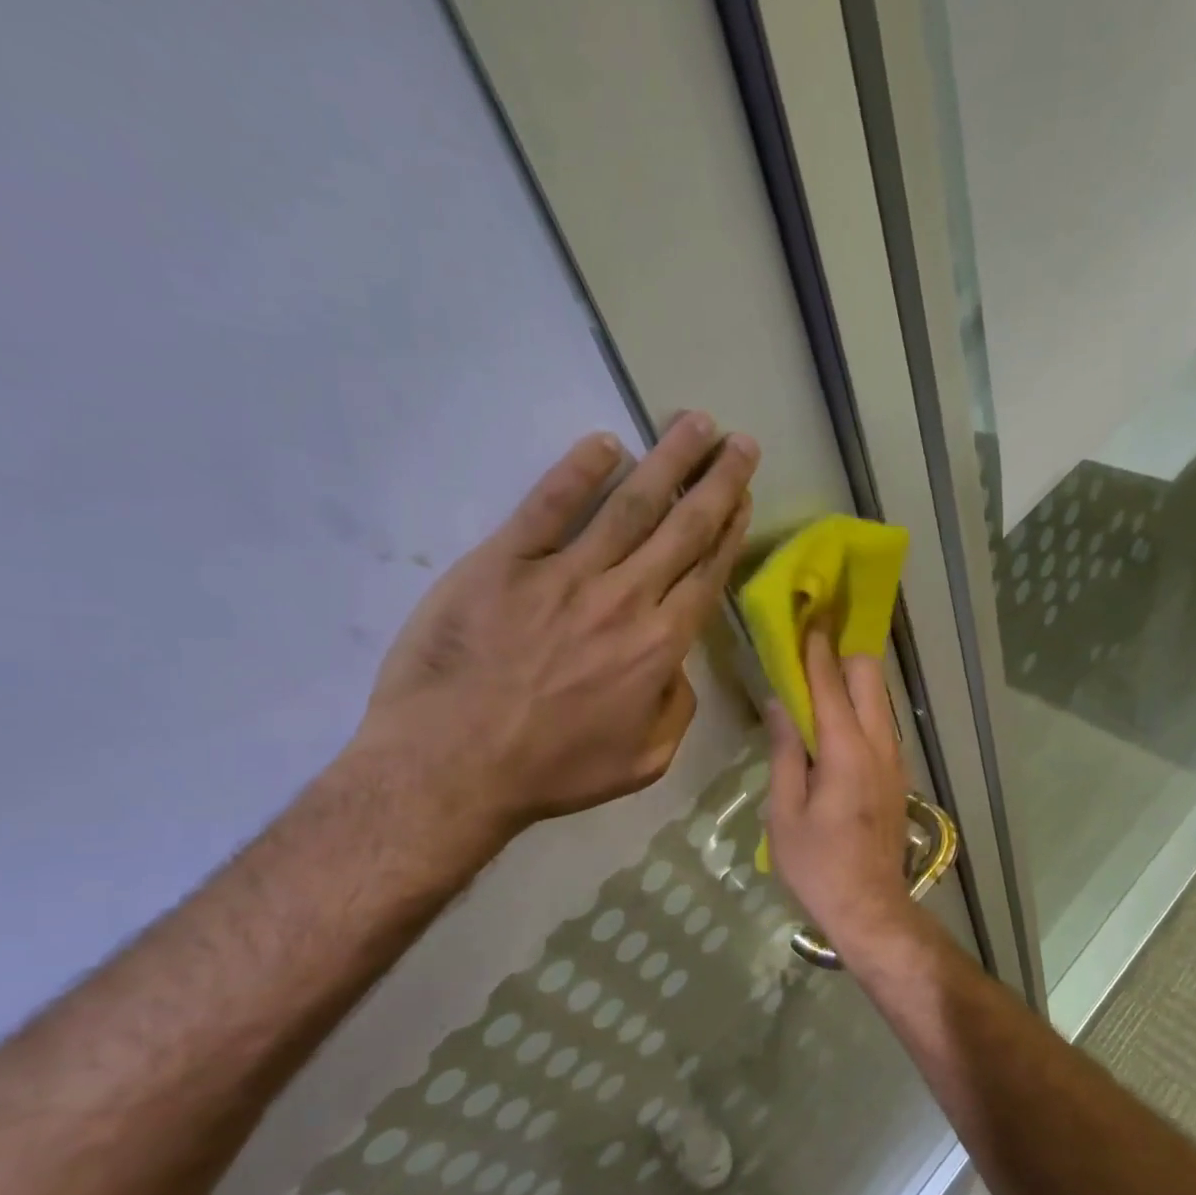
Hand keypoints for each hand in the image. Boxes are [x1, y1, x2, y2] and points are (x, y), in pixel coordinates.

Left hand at [350, 413, 755, 871]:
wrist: (451, 768)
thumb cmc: (551, 771)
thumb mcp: (643, 761)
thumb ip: (677, 709)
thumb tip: (677, 666)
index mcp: (659, 646)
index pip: (706, 573)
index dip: (730, 529)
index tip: (745, 495)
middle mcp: (624, 598)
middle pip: (682, 527)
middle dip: (718, 480)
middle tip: (740, 442)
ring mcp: (564, 574)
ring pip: (630, 504)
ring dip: (668, 460)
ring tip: (695, 423)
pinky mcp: (505, 561)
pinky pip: (549, 505)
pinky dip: (578, 470)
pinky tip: (605, 444)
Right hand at [764, 630, 917, 962]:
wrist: (870, 907)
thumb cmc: (817, 865)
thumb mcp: (785, 811)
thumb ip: (785, 751)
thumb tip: (778, 704)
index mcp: (845, 751)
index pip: (830, 683)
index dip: (815, 649)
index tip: (806, 618)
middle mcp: (878, 744)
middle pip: (869, 675)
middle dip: (841, 655)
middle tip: (809, 652)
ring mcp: (895, 758)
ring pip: (880, 697)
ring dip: (852, 681)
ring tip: (818, 682)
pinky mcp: (899, 773)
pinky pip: (882, 722)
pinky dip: (861, 707)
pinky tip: (835, 722)